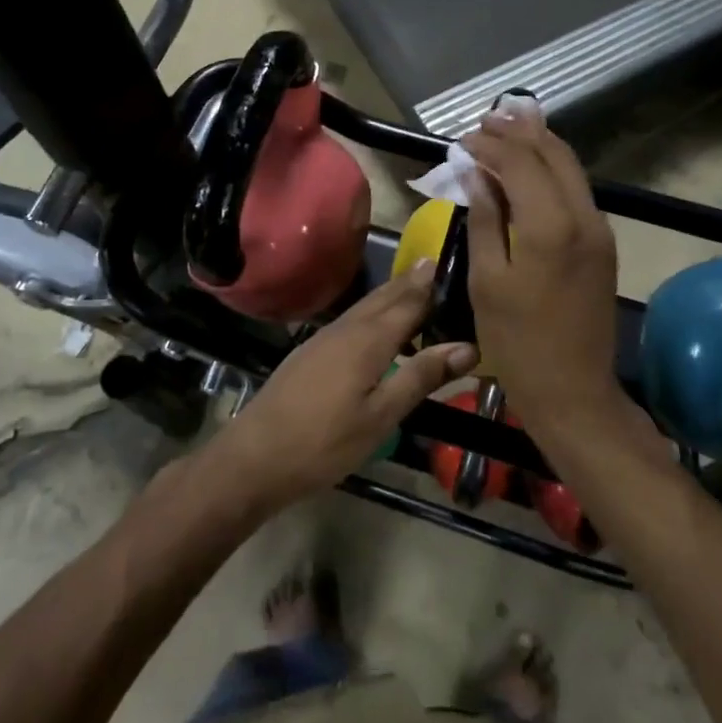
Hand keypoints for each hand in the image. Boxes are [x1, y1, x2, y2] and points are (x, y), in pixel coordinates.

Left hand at [208, 263, 478, 514]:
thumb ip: (421, 377)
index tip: (459, 265)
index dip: (434, 285)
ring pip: (367, 305)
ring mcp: (325, 337)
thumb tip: (468, 346)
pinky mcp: (312, 351)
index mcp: (369, 339)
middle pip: (387, 296)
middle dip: (413, 281)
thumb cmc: (324, 442)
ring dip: (394, 293)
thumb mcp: (380, 416)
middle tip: (441, 266)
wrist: (254, 457)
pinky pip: (353, 318)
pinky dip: (375, 311)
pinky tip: (380, 326)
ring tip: (418, 286)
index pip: (410, 301)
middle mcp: (348, 327)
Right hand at [461, 108, 620, 421]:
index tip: (462, 139)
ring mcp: (599, 229)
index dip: (490, 144)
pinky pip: (577, 190)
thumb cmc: (517, 342)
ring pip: (571, 168)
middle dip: (518, 132)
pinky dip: (551, 170)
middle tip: (485, 121)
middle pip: (553, 154)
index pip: (520, 162)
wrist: (574, 390)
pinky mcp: (603, 244)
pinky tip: (530, 169)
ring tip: (506, 130)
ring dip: (538, 146)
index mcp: (550, 225)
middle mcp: (583, 216)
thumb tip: (474, 173)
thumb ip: (484, 219)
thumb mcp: (487, 280)